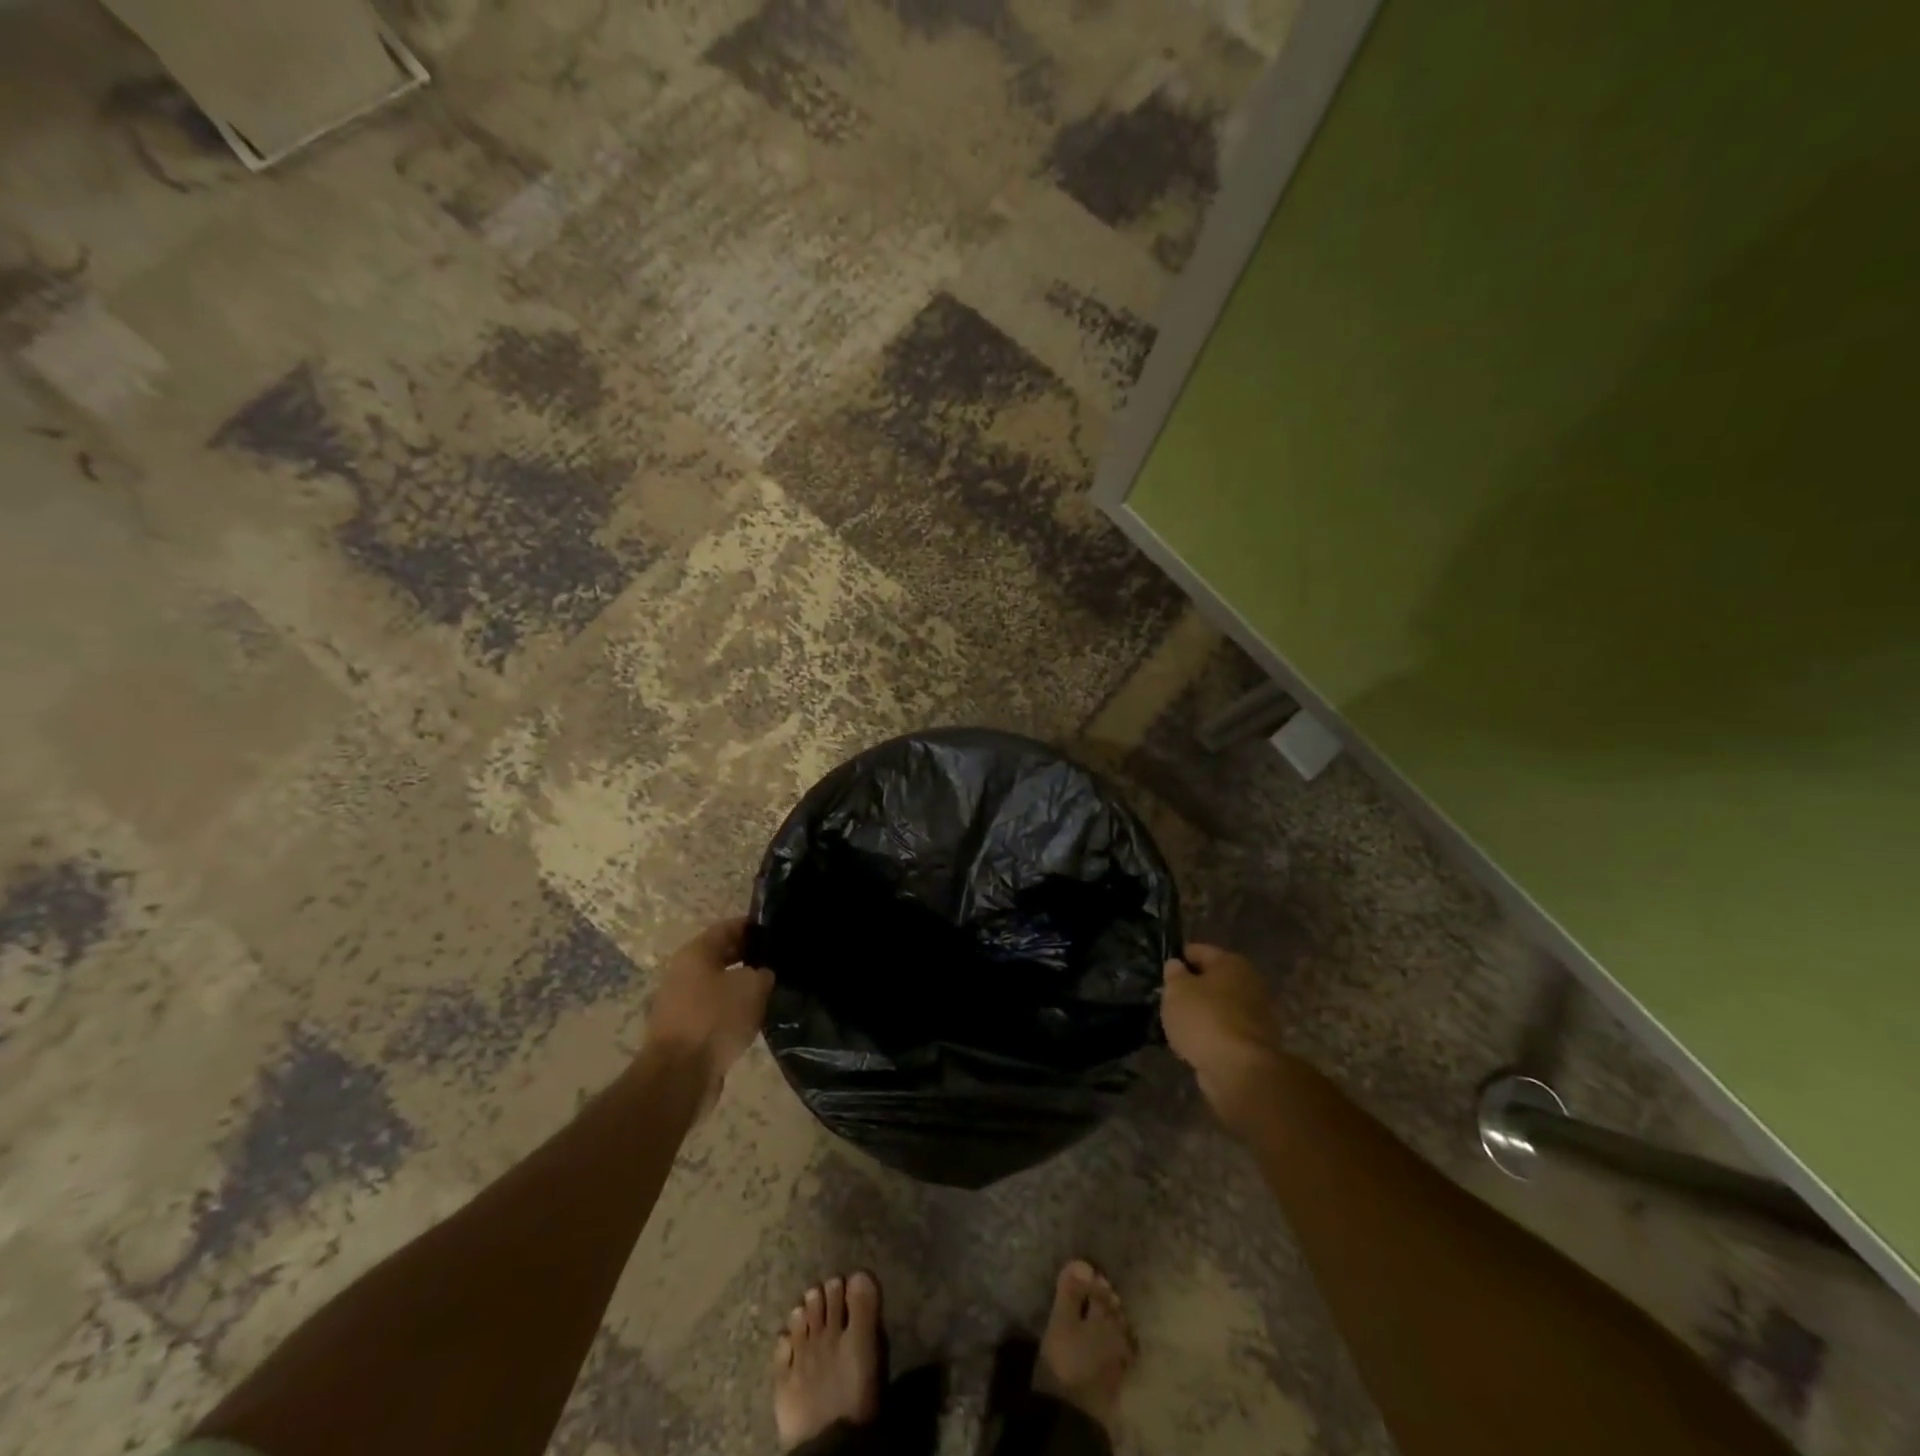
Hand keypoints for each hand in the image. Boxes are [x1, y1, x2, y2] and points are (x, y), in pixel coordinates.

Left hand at [644, 918, 772, 1107]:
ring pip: (718, 986)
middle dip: (749, 957)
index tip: (778, 932)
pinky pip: (713, 1013)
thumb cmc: (715, 1018)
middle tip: (779, 963)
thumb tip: (763, 976)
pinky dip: (732, 1013)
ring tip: (771, 993)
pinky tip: (753, 1020)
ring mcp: (680, 1004)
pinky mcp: (683, 1032)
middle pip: (721, 956)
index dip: (754, 927)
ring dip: (741, 988)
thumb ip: (764, 973)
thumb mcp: (753, 986)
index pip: (728, 927)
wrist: (679, 1075)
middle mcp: (682, 973)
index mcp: (695, 953)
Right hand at [1161, 944, 1289, 1134]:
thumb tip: (1176, 966)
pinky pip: (1227, 1030)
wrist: (1239, 1070)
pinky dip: (1214, 1033)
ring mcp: (1258, 1014)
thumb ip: (1173, 974)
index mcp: (1231, 963)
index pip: (1199, 951)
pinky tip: (1195, 1042)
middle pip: (1214, 979)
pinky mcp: (1258, 1042)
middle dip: (1193, 987)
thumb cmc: (1204, 1019)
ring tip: (1179, 1023)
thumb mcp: (1176, 990)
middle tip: (1169, 998)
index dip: (1178, 957)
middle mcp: (1251, 983)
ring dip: (1204, 1012)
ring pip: (1221, 1006)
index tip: (1162, 970)